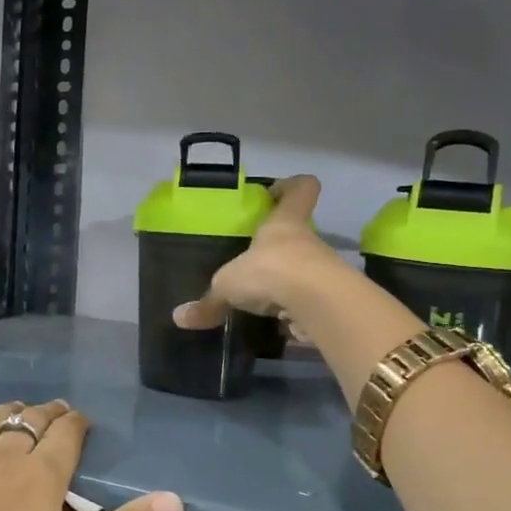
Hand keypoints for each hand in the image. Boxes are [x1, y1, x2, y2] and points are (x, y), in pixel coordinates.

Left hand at [0, 400, 182, 510]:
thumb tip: (173, 499)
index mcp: (40, 477)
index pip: (66, 434)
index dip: (77, 423)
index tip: (82, 422)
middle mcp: (2, 455)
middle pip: (30, 420)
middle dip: (48, 414)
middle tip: (57, 414)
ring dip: (10, 411)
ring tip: (20, 412)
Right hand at [173, 174, 342, 330]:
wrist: (319, 305)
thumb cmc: (271, 271)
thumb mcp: (228, 285)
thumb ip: (209, 302)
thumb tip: (180, 318)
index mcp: (284, 224)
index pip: (301, 189)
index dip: (290, 186)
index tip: (273, 193)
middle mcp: (308, 242)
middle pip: (298, 235)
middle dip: (278, 248)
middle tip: (252, 261)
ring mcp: (323, 272)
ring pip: (303, 271)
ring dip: (286, 283)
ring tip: (260, 300)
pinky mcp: (330, 301)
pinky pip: (308, 303)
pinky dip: (294, 312)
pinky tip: (276, 324)